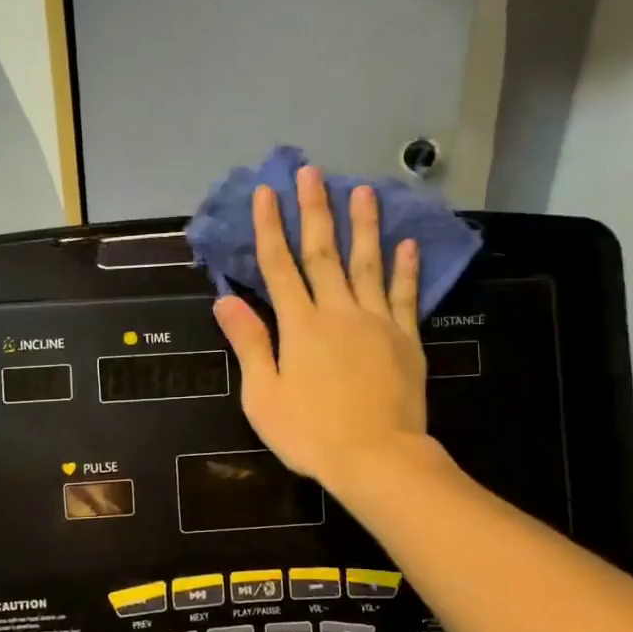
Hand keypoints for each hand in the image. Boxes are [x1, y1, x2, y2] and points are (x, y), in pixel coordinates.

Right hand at [212, 166, 428, 496]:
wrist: (377, 459)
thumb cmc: (311, 433)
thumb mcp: (263, 395)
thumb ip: (248, 343)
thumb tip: (225, 299)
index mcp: (300, 325)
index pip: (279, 266)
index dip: (270, 228)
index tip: (267, 192)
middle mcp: (337, 312)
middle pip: (323, 253)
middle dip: (315, 210)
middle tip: (314, 172)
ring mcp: (376, 322)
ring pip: (367, 264)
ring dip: (364, 225)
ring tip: (363, 189)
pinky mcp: (405, 340)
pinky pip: (405, 297)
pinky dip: (406, 269)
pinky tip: (407, 243)